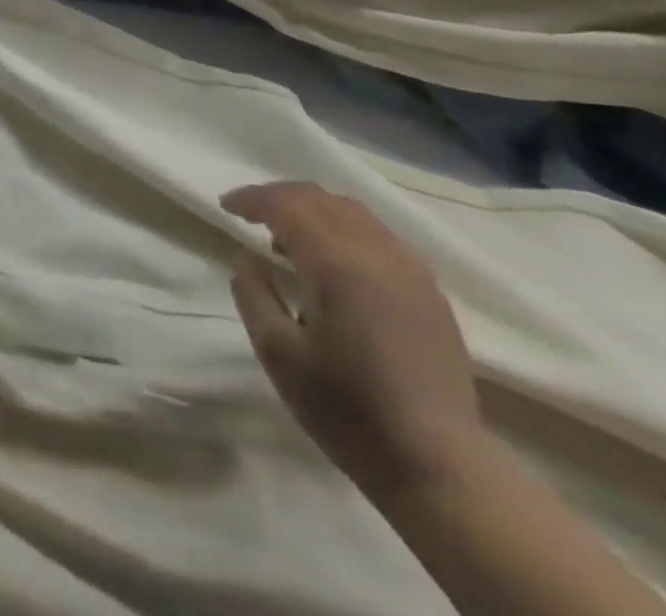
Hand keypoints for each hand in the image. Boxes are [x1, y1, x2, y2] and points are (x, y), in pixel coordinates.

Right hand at [223, 182, 486, 500]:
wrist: (439, 468)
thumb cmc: (348, 410)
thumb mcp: (278, 354)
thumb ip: (253, 294)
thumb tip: (247, 257)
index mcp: (338, 264)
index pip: (287, 206)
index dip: (252, 199)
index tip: (225, 206)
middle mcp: (377, 253)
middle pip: (321, 199)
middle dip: (280, 197)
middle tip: (251, 213)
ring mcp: (411, 271)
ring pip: (353, 213)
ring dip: (314, 210)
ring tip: (288, 237)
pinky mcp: (430, 292)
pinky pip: (379, 236)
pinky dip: (344, 230)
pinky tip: (333, 262)